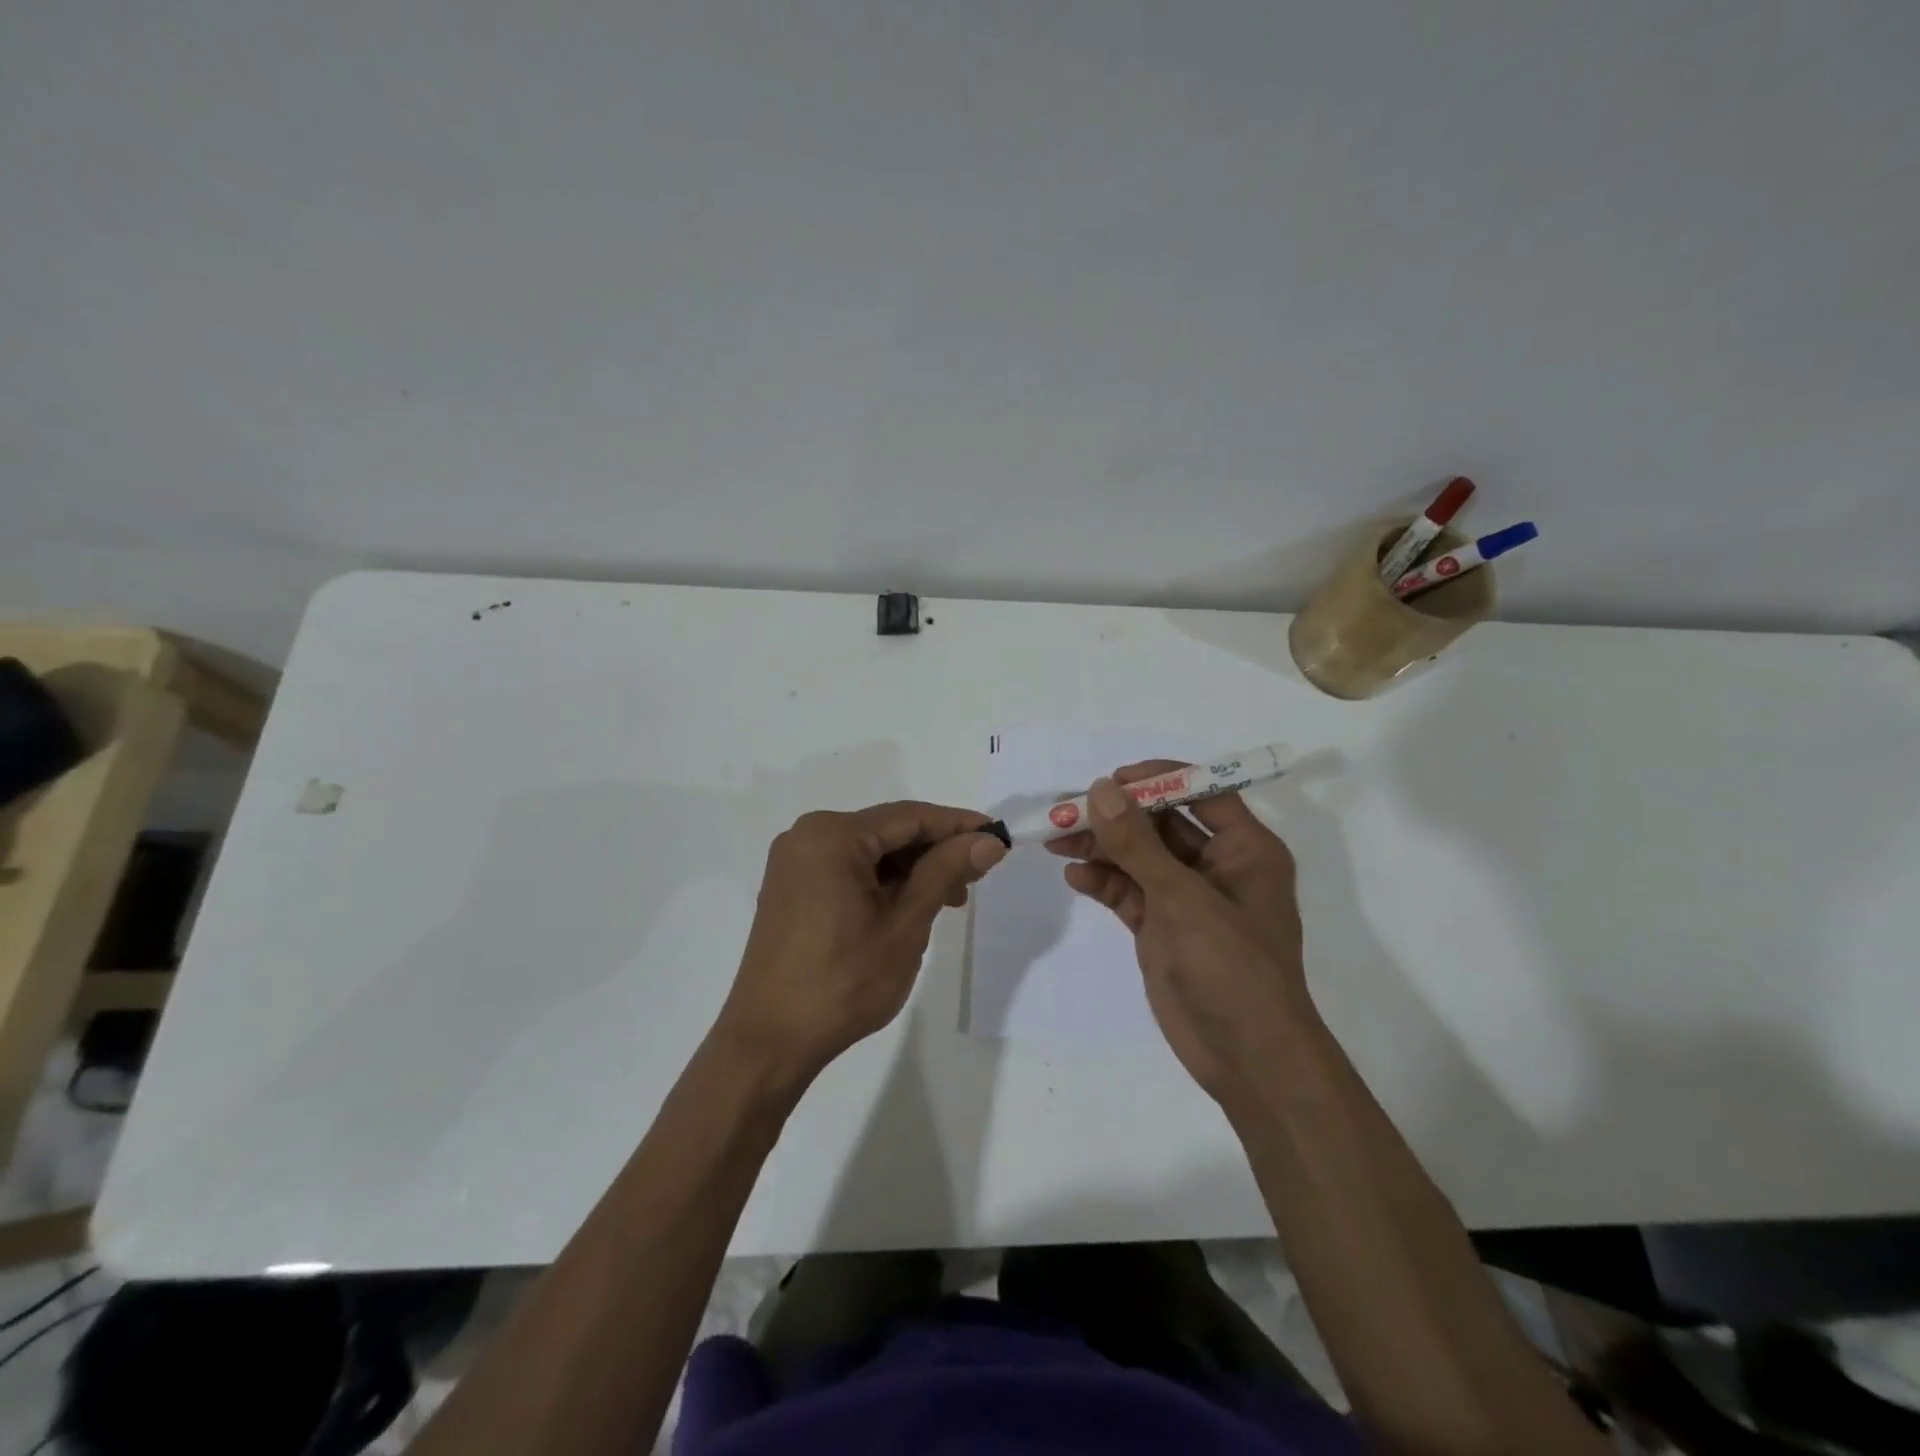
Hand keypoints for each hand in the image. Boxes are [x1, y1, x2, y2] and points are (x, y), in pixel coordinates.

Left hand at [715, 802, 1006, 1090]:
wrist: (770, 1041)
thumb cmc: (843, 981)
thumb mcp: (905, 924)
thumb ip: (945, 872)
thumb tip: (989, 841)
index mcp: (831, 836)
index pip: (909, 817)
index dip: (958, 824)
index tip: (998, 836)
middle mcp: (807, 836)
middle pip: (887, 831)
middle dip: (934, 852)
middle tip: (976, 878)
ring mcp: (795, 862)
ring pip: (869, 852)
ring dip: (911, 870)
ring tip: (948, 901)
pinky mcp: (791, 888)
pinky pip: (847, 869)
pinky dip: (882, 882)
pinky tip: (909, 906)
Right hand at [1048, 762, 1314, 1110]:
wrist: (1247, 1059)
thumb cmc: (1231, 967)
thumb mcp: (1182, 898)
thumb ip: (1137, 843)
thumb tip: (1100, 789)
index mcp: (1244, 849)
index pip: (1201, 792)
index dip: (1157, 779)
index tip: (1110, 780)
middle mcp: (1217, 866)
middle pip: (1161, 824)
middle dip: (1116, 816)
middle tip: (1067, 810)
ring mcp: (1187, 899)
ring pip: (1138, 858)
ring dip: (1101, 847)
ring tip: (1056, 841)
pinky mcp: (1162, 928)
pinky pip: (1128, 892)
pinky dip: (1103, 882)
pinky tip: (1075, 877)